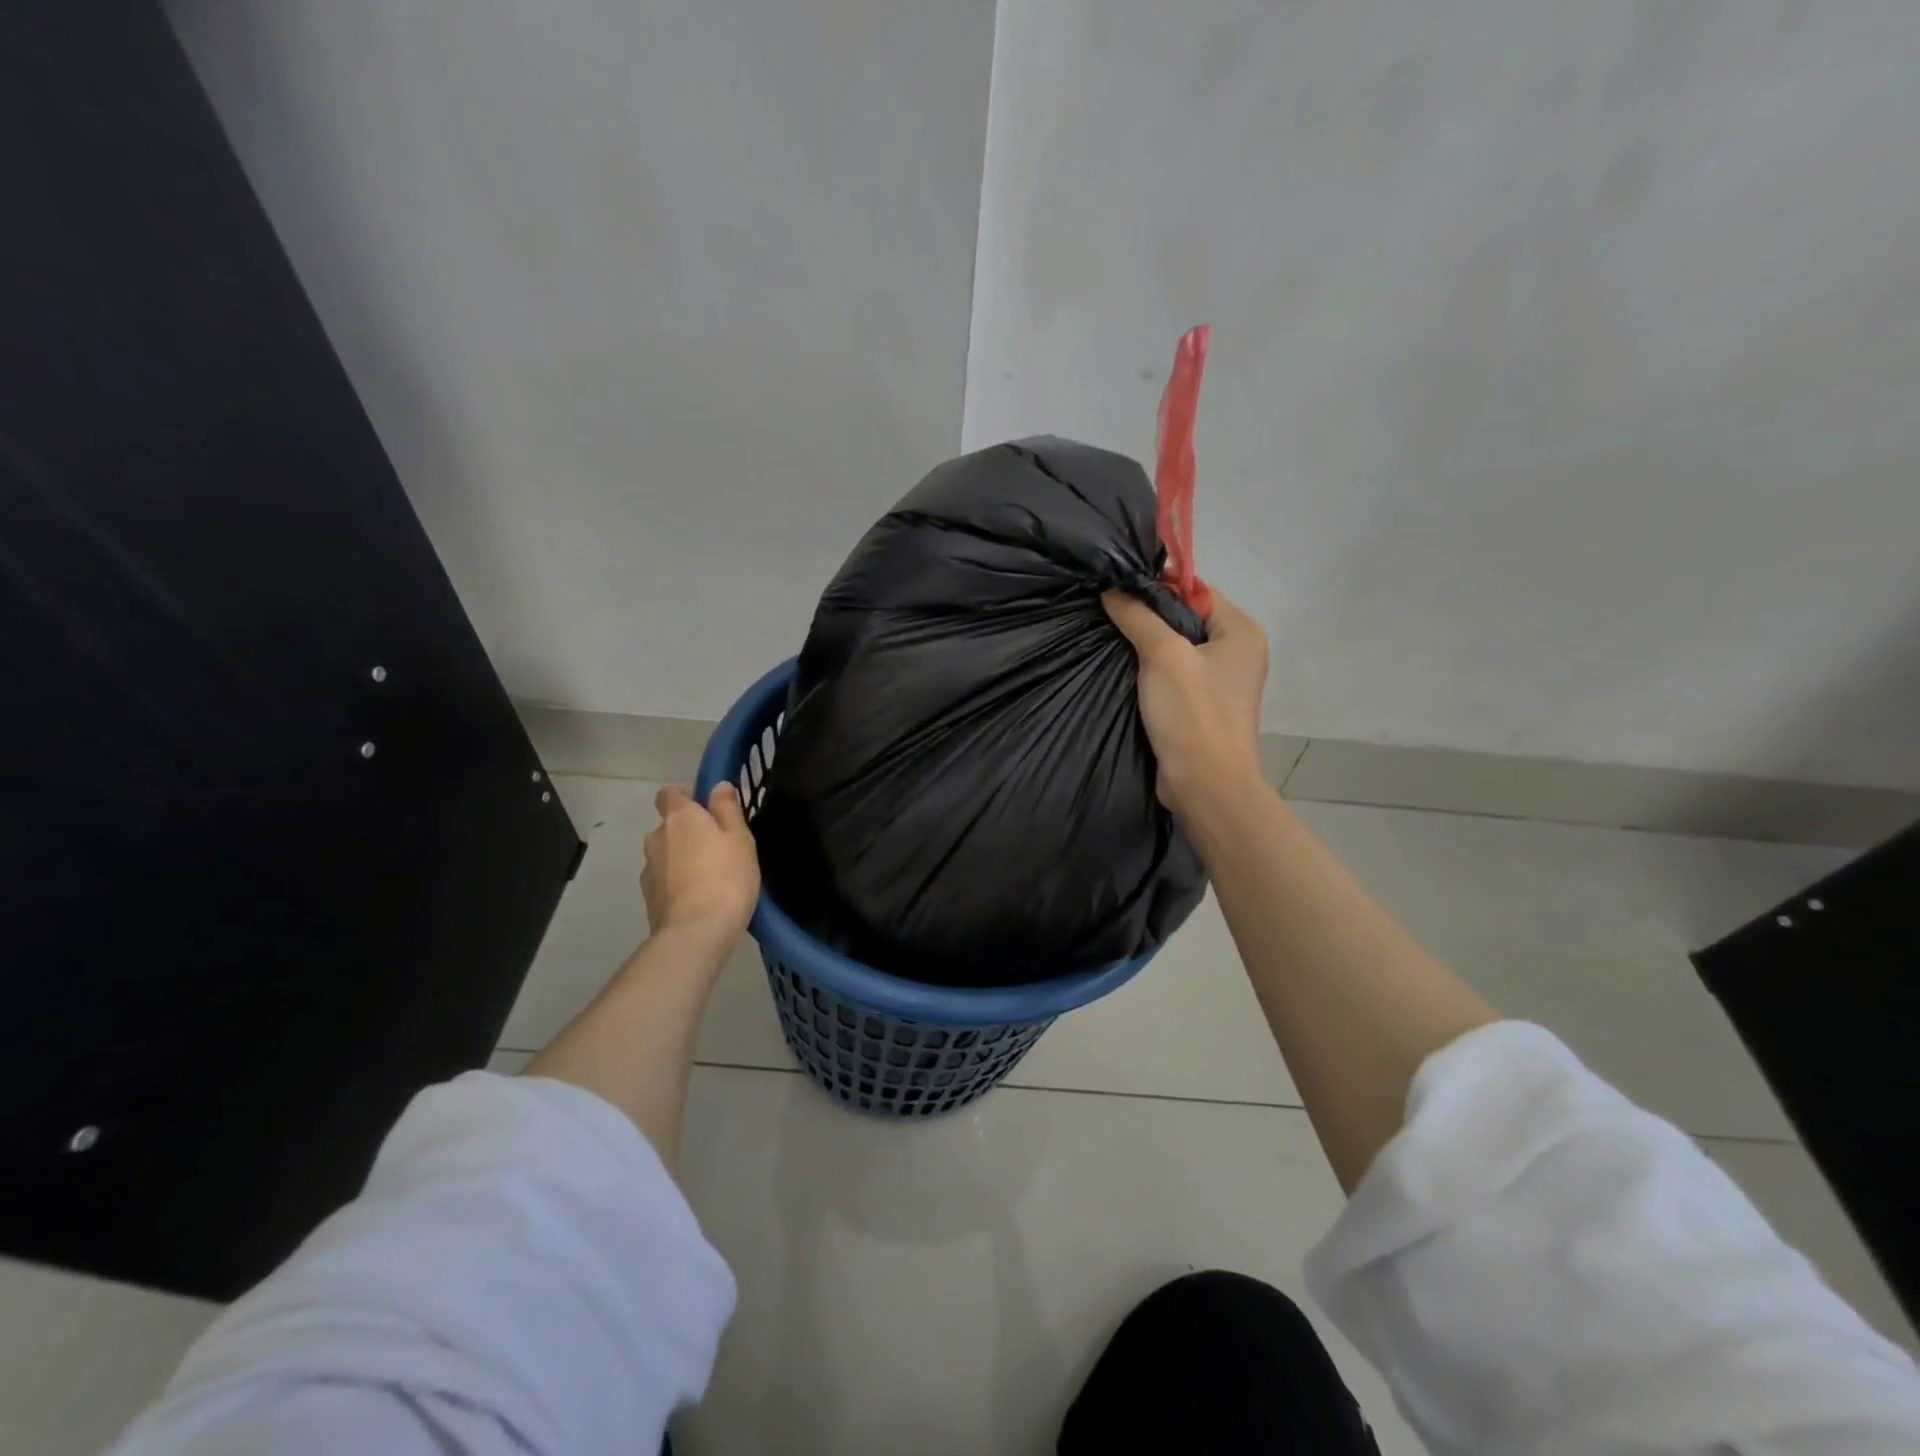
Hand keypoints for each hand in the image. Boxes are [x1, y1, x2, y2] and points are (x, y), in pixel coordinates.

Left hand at [641, 784, 760, 950]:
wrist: (697, 932)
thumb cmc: (726, 876)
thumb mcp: (740, 837)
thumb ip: (727, 808)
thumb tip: (717, 786)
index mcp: (679, 817)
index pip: (669, 793)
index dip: (687, 796)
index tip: (709, 809)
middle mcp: (657, 838)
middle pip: (670, 826)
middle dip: (689, 832)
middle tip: (720, 848)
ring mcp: (649, 870)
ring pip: (667, 854)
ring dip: (683, 859)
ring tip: (712, 878)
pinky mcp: (649, 898)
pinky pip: (665, 880)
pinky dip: (678, 883)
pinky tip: (700, 899)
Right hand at [1103, 585, 1267, 819]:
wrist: (1205, 786)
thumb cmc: (1192, 714)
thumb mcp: (1162, 656)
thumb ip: (1138, 616)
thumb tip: (1112, 589)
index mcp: (1241, 631)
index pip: (1197, 590)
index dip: (1158, 586)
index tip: (1118, 589)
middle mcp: (1239, 651)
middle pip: (1187, 618)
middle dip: (1149, 616)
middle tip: (1109, 613)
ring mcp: (1223, 681)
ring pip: (1179, 648)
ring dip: (1148, 644)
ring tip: (1111, 638)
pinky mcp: (1206, 706)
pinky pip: (1177, 675)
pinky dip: (1153, 671)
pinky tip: (1126, 670)